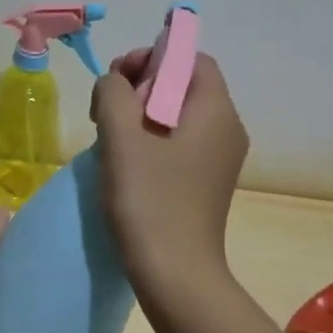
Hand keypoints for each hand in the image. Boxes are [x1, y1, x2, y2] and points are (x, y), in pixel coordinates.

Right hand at [90, 48, 248, 309]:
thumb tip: (114, 82)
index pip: (191, 59)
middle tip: (105, 110)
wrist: (174, 274)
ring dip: (140, 116)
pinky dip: (151, 142)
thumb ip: (113, 94)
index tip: (116, 81)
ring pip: (178, 117)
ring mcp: (218, 160)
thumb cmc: (148, 201)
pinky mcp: (205, 184)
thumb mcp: (121, 138)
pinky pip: (179, 145)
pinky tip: (126, 164)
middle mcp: (226, 129)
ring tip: (110, 138)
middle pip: (184, 86)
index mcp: (215, 111)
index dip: (152, 58)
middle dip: (141, 87)